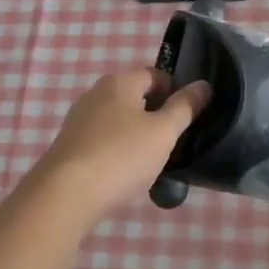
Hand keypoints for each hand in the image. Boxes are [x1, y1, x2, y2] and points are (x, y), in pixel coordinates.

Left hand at [30, 68, 211, 223]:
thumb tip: (203, 85)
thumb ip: (185, 107)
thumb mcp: (163, 132)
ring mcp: (79, 120)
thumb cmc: (121, 156)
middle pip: (135, 96)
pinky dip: (119, 151)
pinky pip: (104, 141)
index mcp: (119, 82)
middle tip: (175, 141)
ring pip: (119, 121)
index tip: (189, 117)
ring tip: (154, 162)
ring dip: (138, 136)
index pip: (154, 74)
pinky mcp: (70, 146)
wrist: (65, 195)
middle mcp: (96, 94)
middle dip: (157, 115)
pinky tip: (126, 174)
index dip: (175, 91)